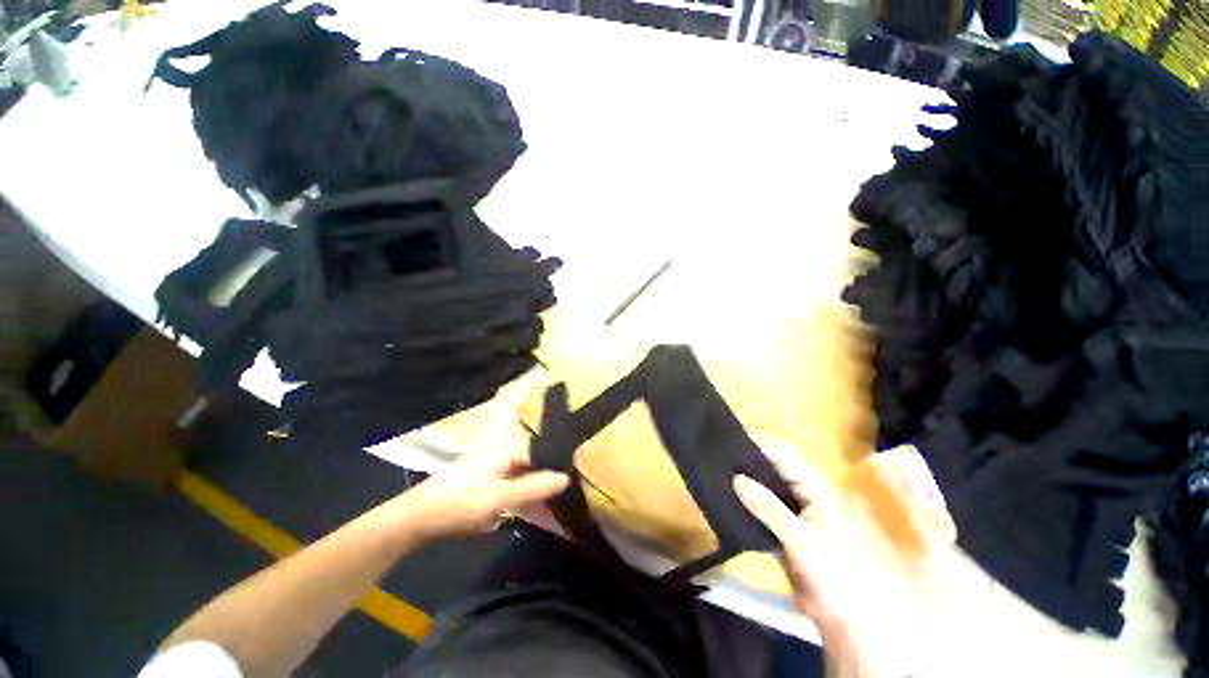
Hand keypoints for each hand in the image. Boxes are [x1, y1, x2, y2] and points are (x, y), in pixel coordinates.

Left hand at [399, 444, 568, 540]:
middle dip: (547, 476)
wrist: (416, 519)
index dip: (557, 463)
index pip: (541, 450)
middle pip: (532, 461)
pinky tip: (527, 505)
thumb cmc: (461, 503)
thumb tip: (567, 477)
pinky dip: (521, 492)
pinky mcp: (484, 479)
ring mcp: (491, 465)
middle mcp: (501, 451)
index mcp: (506, 448)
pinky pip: (511, 482)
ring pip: (522, 472)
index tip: (575, 479)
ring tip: (551, 501)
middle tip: (566, 493)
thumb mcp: (501, 497)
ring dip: (534, 486)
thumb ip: (534, 487)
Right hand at [734, 445, 953, 676]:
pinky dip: (743, 504)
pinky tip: (722, 500)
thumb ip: (768, 508)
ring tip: (712, 474)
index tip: (727, 441)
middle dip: (745, 463)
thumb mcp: (801, 539)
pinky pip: (758, 509)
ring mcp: (789, 511)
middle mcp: (800, 493)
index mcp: (814, 487)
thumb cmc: (834, 572)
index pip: (782, 455)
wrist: (846, 617)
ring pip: (762, 488)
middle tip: (714, 458)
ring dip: (742, 483)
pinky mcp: (780, 528)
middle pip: (770, 468)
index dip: (757, 445)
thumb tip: (736, 478)